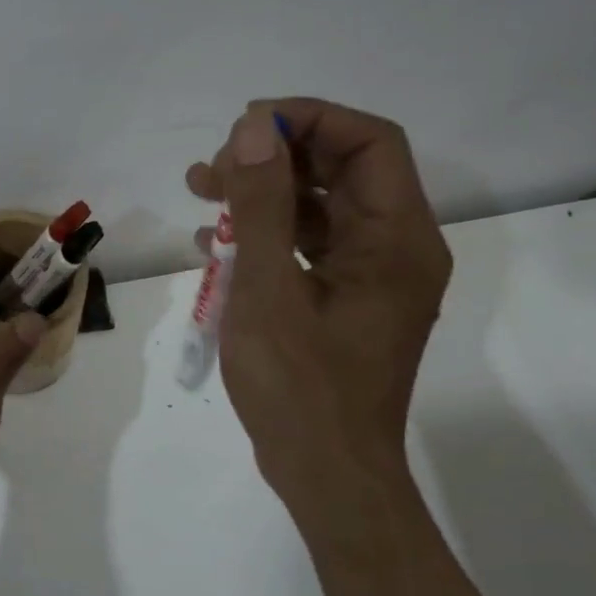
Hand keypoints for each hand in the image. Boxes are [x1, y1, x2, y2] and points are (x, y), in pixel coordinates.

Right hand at [187, 99, 451, 517]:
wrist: (325, 475)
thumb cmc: (299, 387)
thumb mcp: (268, 289)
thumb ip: (262, 204)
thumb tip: (255, 127)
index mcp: (396, 239)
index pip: (369, 142)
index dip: (309, 120)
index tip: (245, 127)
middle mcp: (395, 249)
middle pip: (341, 172)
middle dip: (274, 158)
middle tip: (211, 168)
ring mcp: (370, 278)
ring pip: (319, 209)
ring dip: (262, 195)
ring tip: (198, 192)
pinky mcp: (345, 302)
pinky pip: (308, 249)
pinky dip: (265, 237)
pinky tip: (213, 245)